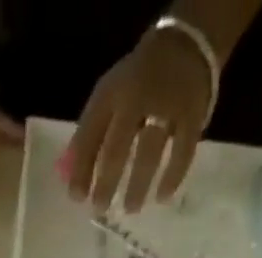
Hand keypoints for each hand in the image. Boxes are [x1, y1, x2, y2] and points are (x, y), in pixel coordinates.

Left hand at [68, 27, 212, 213]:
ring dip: (138, 185)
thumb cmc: (136, 82)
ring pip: (149, 151)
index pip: (90, 135)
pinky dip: (172, 176)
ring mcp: (167, 105)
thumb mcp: (107, 98)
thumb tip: (68, 178)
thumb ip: (89, 135)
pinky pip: (182, 151)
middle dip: (106, 182)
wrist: (186, 42)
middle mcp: (137, 98)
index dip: (81, 169)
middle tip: (100, 209)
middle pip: (117, 148)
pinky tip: (163, 197)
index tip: (76, 198)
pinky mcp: (192, 114)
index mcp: (111, 94)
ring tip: (130, 209)